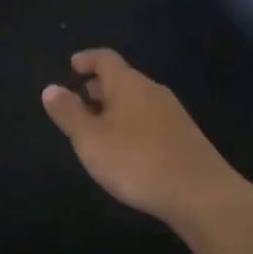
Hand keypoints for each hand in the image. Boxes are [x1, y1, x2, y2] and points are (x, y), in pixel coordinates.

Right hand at [41, 48, 241, 230]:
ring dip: (116, 108)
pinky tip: (128, 150)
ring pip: (137, 101)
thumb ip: (68, 113)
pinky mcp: (186, 137)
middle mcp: (152, 90)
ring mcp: (173, 113)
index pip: (105, 59)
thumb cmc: (136, 161)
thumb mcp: (90, 139)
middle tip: (80, 101)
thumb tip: (50, 88)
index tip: (73, 65)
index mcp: (127, 83)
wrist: (202, 194)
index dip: (87, 59)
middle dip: (99, 87)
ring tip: (99, 130)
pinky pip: (151, 120)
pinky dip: (133, 125)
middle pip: (122, 79)